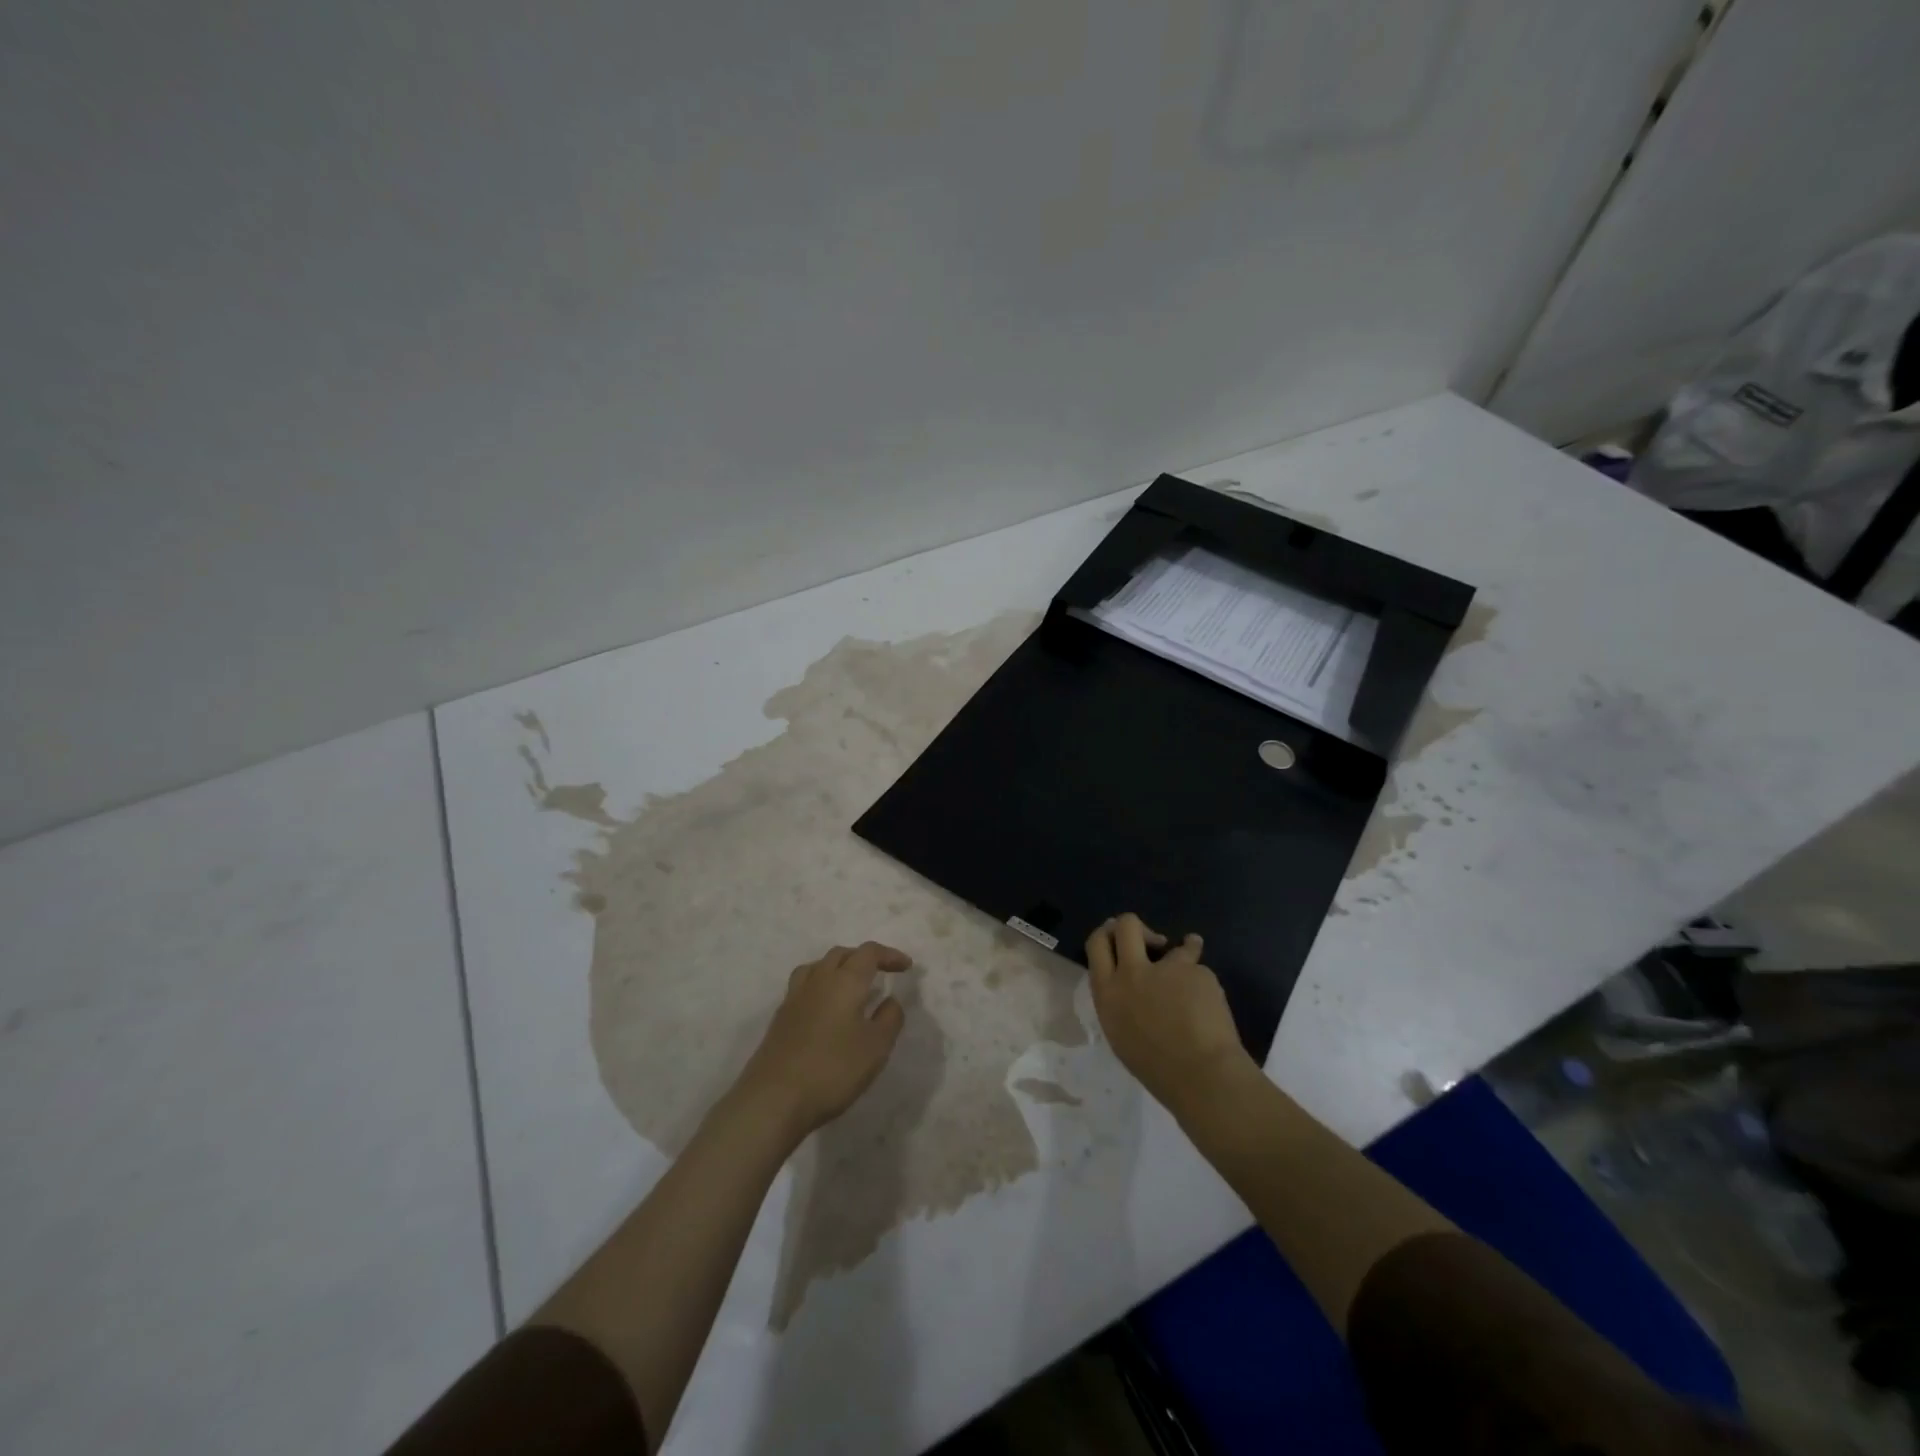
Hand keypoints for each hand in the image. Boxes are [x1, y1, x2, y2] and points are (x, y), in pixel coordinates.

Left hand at [734, 941, 910, 1141]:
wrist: (774, 1098)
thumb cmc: (833, 1069)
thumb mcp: (876, 1047)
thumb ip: (889, 1019)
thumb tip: (890, 1000)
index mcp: (845, 981)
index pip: (869, 953)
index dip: (889, 955)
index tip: (906, 967)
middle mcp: (818, 980)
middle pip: (841, 954)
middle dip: (864, 958)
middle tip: (881, 973)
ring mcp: (795, 997)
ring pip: (818, 966)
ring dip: (838, 968)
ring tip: (850, 986)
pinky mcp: (780, 1017)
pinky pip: (804, 986)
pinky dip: (821, 986)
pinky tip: (826, 1009)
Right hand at [1087, 914, 1256, 1116]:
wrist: (1201, 1076)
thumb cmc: (1155, 1068)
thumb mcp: (1119, 1033)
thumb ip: (1119, 1000)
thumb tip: (1127, 985)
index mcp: (1108, 992)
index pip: (1097, 943)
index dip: (1107, 934)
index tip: (1117, 938)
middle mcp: (1132, 972)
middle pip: (1127, 924)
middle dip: (1137, 926)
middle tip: (1150, 942)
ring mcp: (1166, 969)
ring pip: (1173, 944)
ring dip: (1182, 949)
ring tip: (1190, 956)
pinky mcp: (1196, 971)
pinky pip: (1198, 968)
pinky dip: (1202, 980)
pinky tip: (1209, 999)